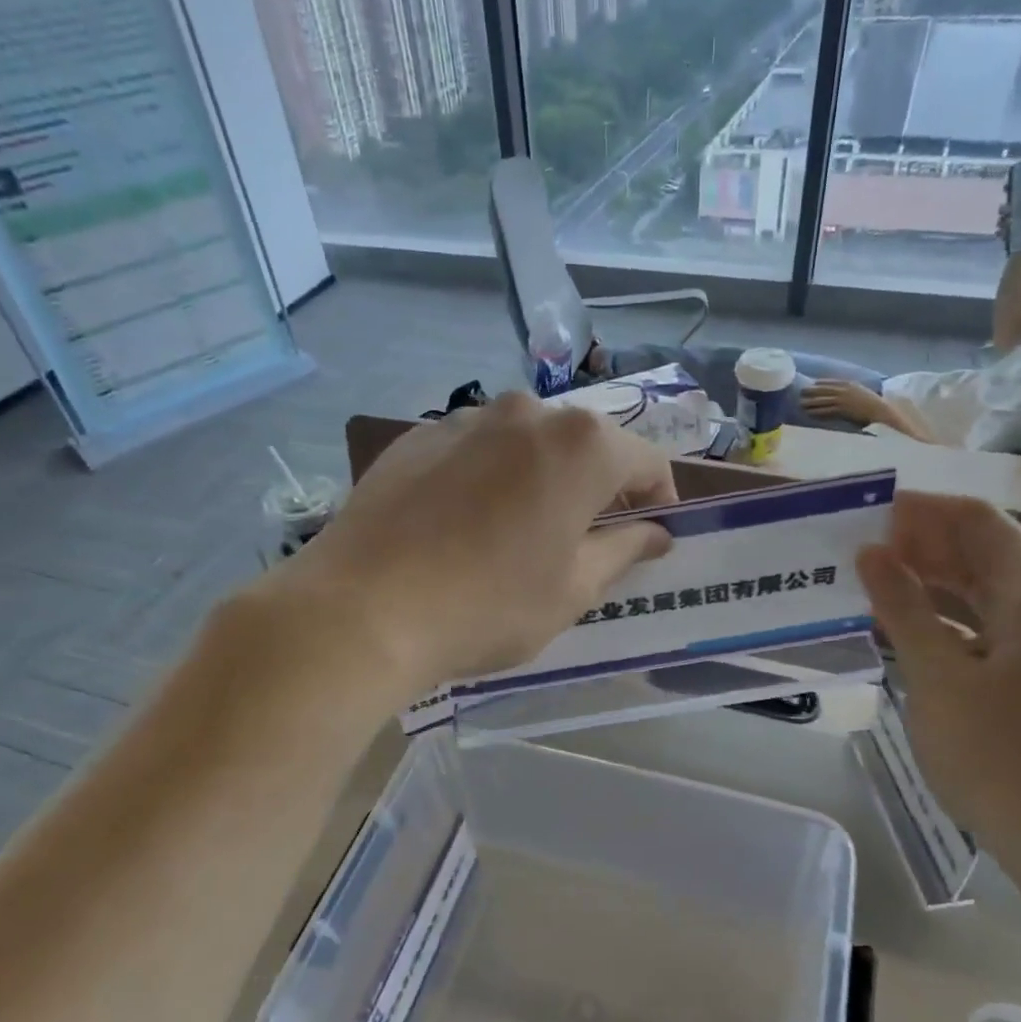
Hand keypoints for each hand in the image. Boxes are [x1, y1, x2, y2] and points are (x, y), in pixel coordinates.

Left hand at [267, 395, 674, 697]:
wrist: (362, 609)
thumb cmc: (488, 604)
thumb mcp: (573, 589)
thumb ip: (625, 550)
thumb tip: (657, 532)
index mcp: (581, 445)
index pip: (646, 462)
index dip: (658, 500)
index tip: (651, 537)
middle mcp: (527, 413)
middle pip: (586, 446)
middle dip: (598, 488)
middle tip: (586, 540)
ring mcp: (466, 418)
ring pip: (528, 444)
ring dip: (542, 479)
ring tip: (521, 532)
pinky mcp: (418, 436)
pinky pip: (477, 450)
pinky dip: (491, 477)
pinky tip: (466, 525)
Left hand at [801, 380, 889, 427]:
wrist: (881, 410)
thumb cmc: (873, 403)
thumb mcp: (861, 391)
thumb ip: (851, 389)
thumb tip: (842, 391)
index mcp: (850, 383)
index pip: (832, 381)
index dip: (821, 383)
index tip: (813, 383)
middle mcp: (844, 390)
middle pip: (824, 389)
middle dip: (812, 390)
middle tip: (801, 392)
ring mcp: (842, 400)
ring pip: (823, 400)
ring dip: (811, 402)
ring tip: (801, 404)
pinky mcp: (842, 410)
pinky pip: (826, 410)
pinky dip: (817, 411)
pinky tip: (810, 413)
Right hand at [857, 492, 1020, 885]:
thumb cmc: (998, 755)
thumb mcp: (937, 675)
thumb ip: (902, 606)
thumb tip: (871, 552)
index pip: (975, 518)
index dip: (918, 510)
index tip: (862, 516)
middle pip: (983, 545)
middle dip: (921, 541)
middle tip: (857, 550)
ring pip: (986, 583)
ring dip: (932, 576)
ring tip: (872, 581)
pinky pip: (991, 618)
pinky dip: (949, 611)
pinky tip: (907, 624)